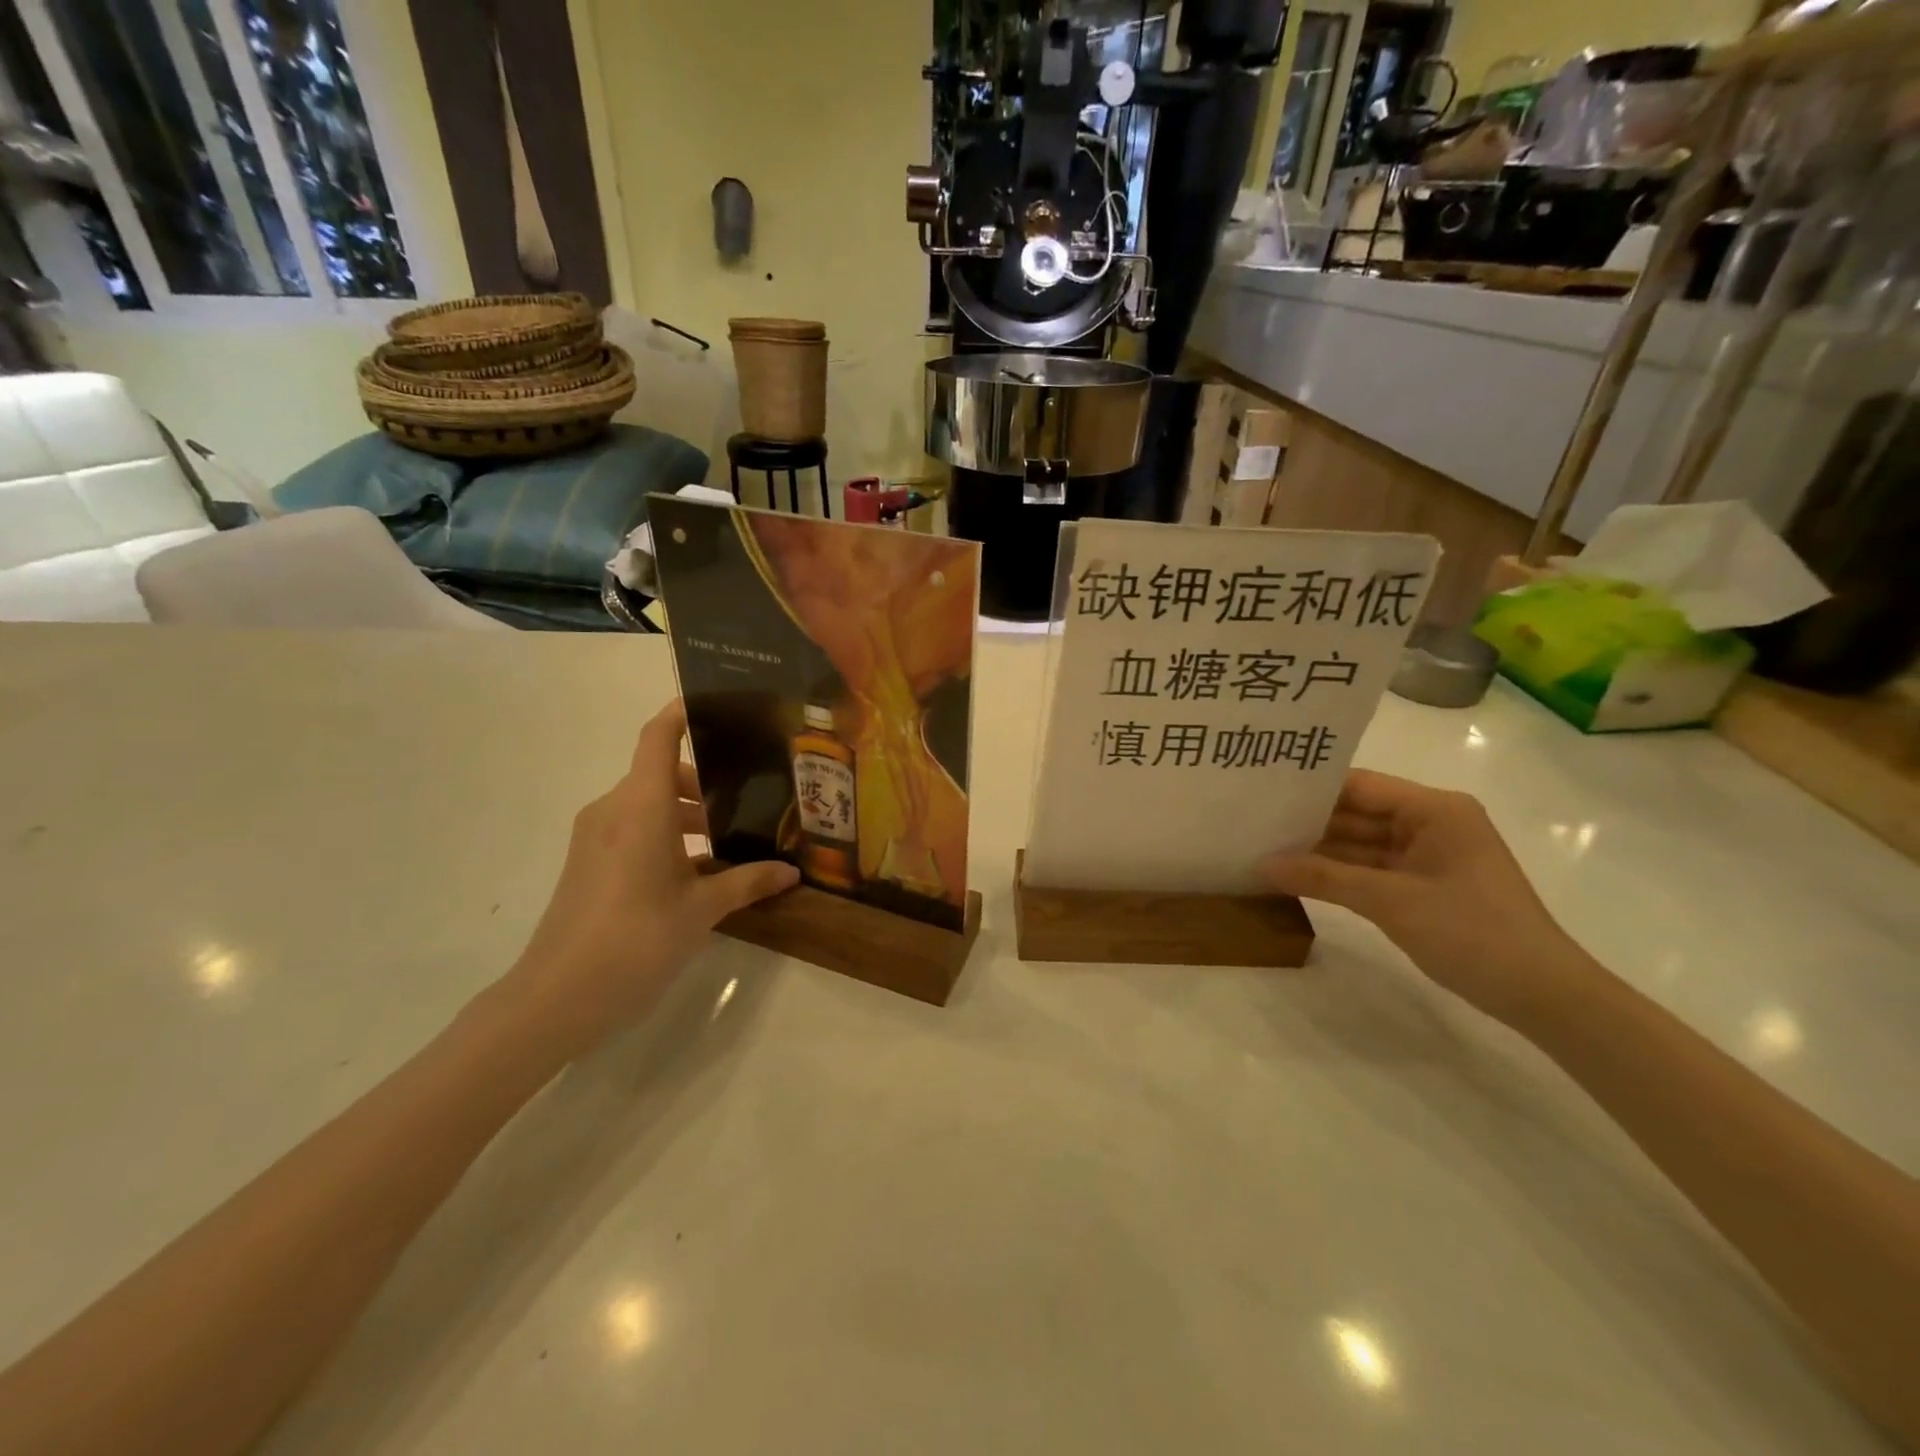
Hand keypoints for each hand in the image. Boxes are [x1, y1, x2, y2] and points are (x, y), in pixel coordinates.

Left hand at [503, 700, 797, 1050]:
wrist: (556, 997)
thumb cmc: (636, 939)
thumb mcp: (702, 911)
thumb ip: (748, 882)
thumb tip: (791, 872)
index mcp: (642, 806)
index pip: (659, 736)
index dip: (683, 711)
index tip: (718, 704)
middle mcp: (614, 809)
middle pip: (660, 773)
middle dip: (704, 783)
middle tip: (750, 799)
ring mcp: (595, 836)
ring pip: (647, 803)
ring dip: (685, 814)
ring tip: (729, 842)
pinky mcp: (587, 862)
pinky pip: (631, 828)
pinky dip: (664, 835)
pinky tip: (696, 872)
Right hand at [1262, 770, 1596, 1025]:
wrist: (1544, 996)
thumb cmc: (1473, 932)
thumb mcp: (1391, 902)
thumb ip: (1324, 878)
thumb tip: (1263, 865)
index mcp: (1434, 809)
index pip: (1359, 785)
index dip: (1310, 788)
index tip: (1261, 793)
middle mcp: (1431, 823)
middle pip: (1357, 813)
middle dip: (1309, 822)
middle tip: (1252, 823)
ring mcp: (1428, 856)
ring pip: (1360, 844)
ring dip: (1319, 852)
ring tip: (1263, 848)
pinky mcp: (1424, 885)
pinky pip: (1371, 870)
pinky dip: (1338, 875)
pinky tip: (1297, 877)